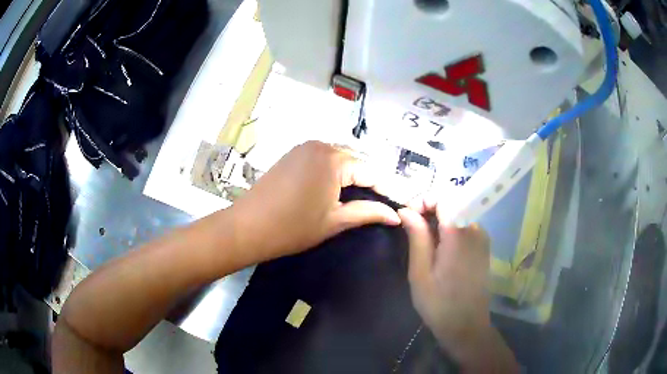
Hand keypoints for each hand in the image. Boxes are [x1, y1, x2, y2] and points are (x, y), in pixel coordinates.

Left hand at [228, 141, 400, 262]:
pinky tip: (333, 191)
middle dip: (367, 184)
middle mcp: (320, 145)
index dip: (385, 190)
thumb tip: (395, 215)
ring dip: (350, 179)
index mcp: (334, 159)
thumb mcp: (335, 221)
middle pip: (355, 163)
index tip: (397, 205)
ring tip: (358, 201)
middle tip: (378, 206)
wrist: (247, 227)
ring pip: (338, 161)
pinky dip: (332, 174)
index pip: (370, 172)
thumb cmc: (293, 227)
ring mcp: (303, 148)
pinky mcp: (292, 155)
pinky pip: (321, 161)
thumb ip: (368, 213)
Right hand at [398, 198, 494, 362]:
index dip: (424, 200)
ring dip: (439, 220)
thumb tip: (406, 210)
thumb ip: (417, 237)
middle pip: (452, 204)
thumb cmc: (439, 304)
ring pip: (458, 215)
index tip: (407, 215)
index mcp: (459, 235)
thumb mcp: (420, 273)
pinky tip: (438, 249)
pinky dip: (449, 229)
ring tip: (422, 241)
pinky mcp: (483, 247)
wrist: (466, 326)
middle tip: (411, 228)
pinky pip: (465, 227)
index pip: (444, 198)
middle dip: (429, 210)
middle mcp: (475, 230)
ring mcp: (482, 238)